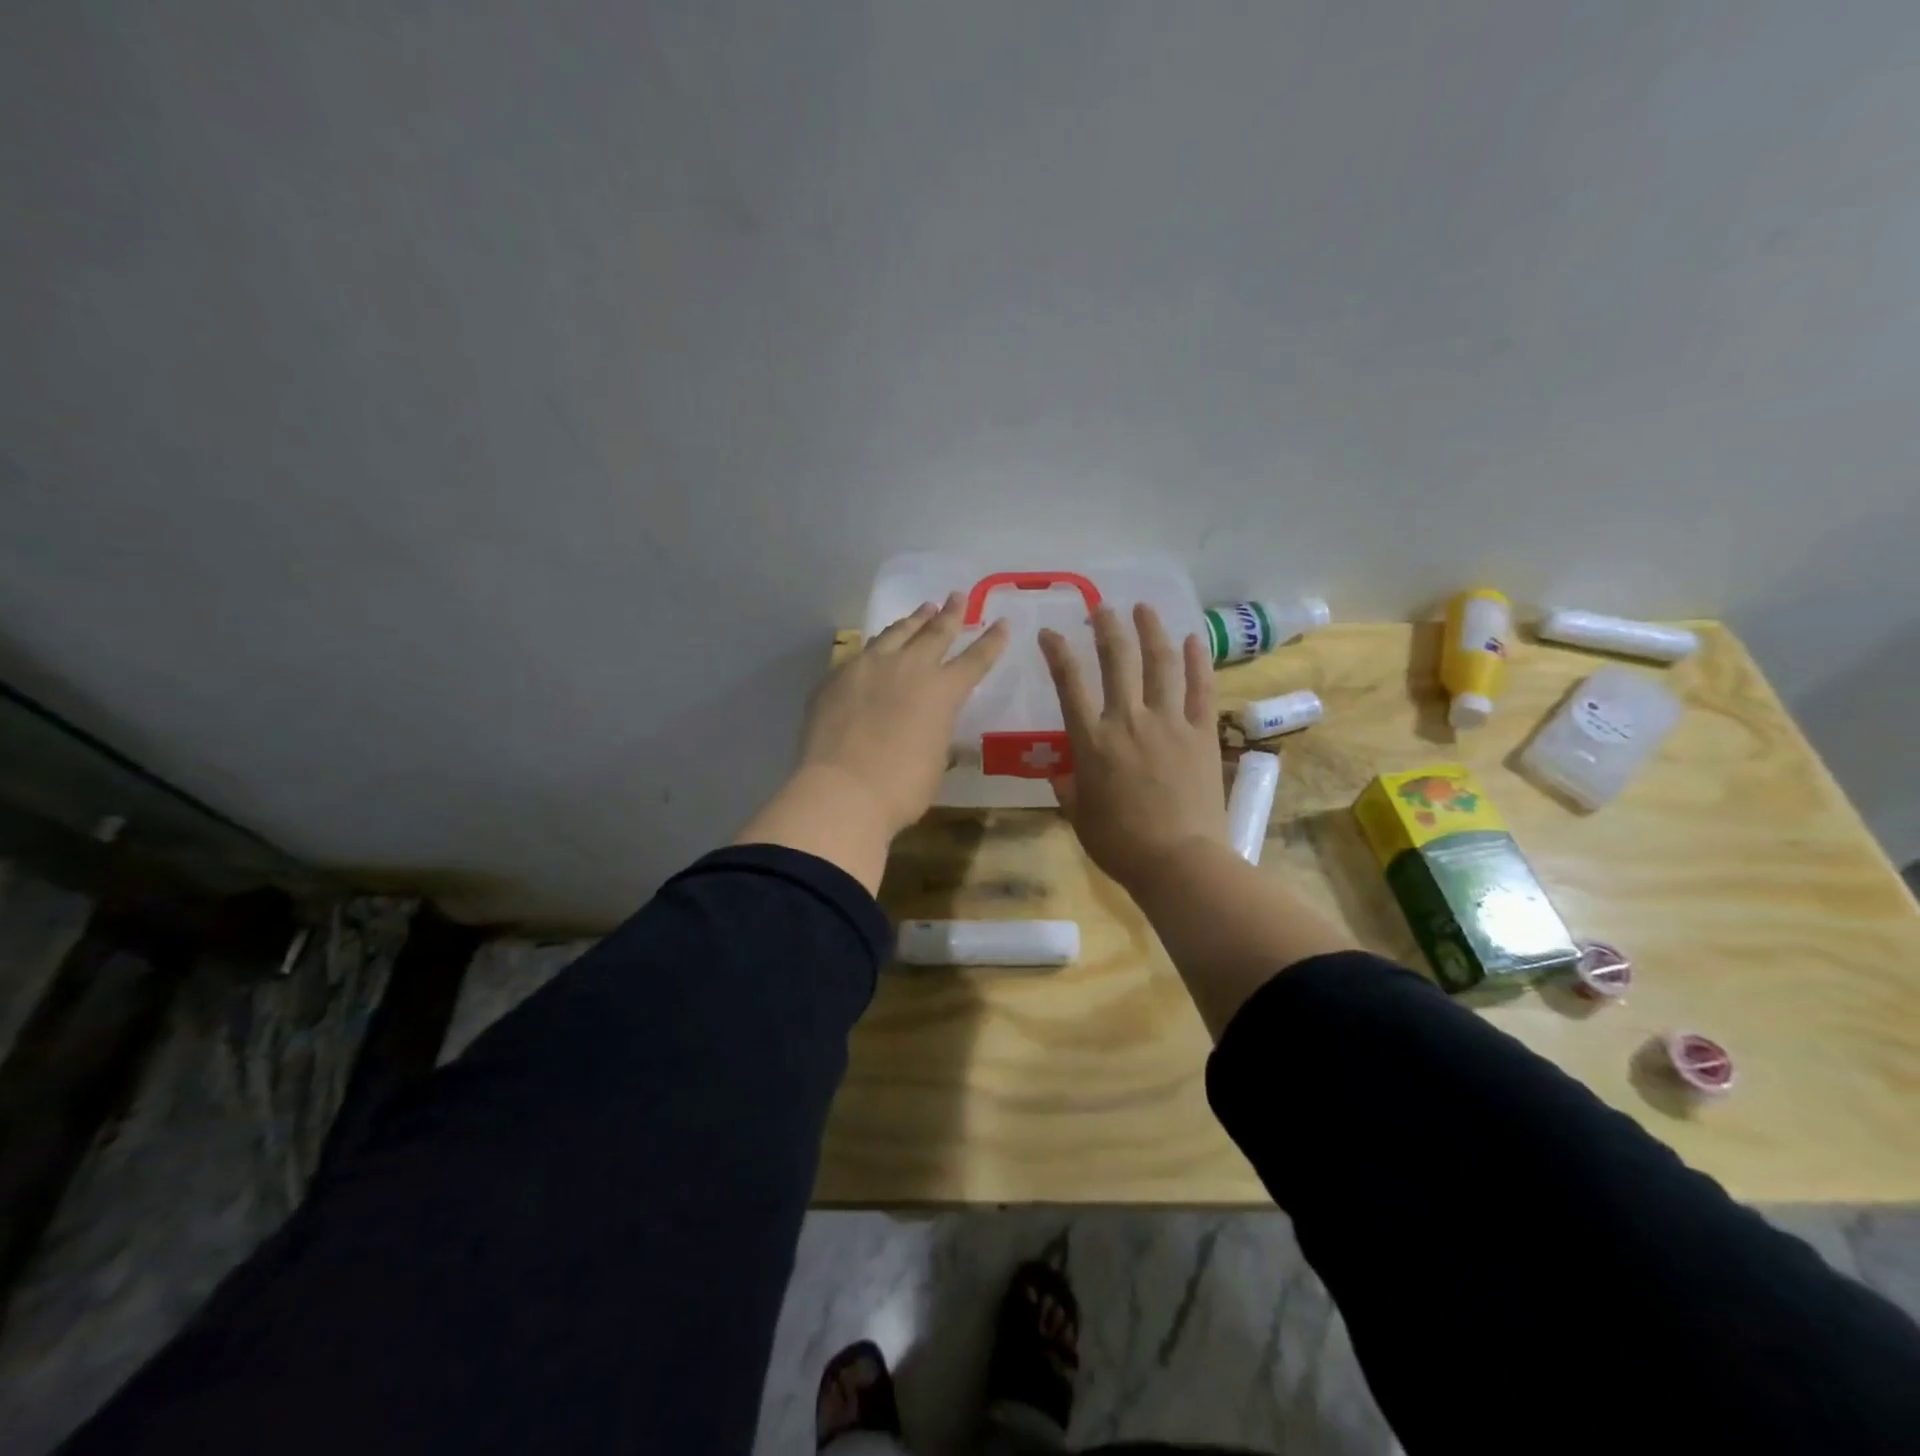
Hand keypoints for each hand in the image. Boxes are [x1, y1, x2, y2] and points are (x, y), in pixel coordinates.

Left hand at [799, 593, 1008, 833]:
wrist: (842, 790)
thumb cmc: (901, 788)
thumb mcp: (934, 764)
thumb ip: (937, 738)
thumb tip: (934, 733)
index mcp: (943, 692)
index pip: (975, 660)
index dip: (991, 641)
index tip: (1001, 622)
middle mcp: (909, 668)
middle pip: (935, 632)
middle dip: (950, 614)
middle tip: (957, 596)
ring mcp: (869, 667)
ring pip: (896, 633)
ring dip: (912, 621)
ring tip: (921, 610)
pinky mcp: (836, 677)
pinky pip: (862, 653)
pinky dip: (877, 647)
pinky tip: (875, 649)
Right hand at [1039, 605, 1226, 892]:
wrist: (1178, 860)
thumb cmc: (1119, 843)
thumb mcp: (1080, 817)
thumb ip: (1069, 789)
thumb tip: (1062, 774)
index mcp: (1092, 741)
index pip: (1069, 684)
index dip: (1057, 652)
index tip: (1049, 633)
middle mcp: (1128, 720)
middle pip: (1117, 660)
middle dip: (1107, 627)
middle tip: (1102, 608)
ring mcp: (1169, 722)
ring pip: (1160, 663)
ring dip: (1151, 631)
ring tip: (1144, 609)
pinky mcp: (1202, 733)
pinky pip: (1200, 688)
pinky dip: (1197, 661)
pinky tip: (1193, 639)